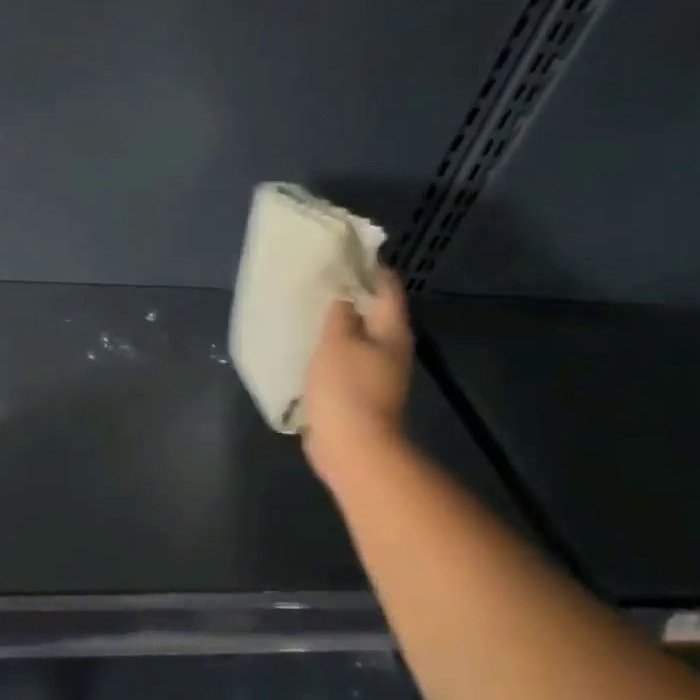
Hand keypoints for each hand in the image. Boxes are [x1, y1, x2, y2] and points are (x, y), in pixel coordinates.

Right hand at [301, 268, 414, 484]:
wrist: (353, 448)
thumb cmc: (346, 388)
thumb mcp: (337, 341)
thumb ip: (339, 314)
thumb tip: (343, 297)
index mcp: (392, 331)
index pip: (387, 287)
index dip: (369, 266)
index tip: (343, 251)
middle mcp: (391, 349)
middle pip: (373, 312)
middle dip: (349, 295)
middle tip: (318, 279)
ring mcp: (377, 374)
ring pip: (357, 337)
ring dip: (337, 324)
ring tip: (308, 310)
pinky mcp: (359, 393)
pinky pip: (345, 361)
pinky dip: (330, 350)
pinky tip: (307, 347)